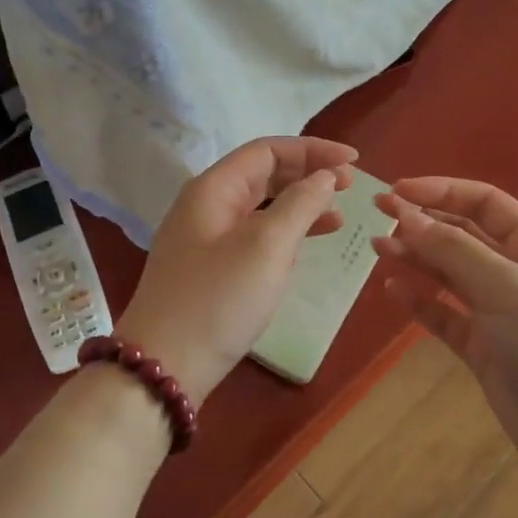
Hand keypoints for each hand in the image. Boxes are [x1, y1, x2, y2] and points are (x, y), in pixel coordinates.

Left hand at [116, 137, 358, 403]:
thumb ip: (299, 204)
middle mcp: (207, 205)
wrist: (164, 367)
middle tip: (350, 186)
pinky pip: (254, 235)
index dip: (313, 150)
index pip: (268, 151)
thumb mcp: (266, 246)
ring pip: (261, 206)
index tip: (353, 162)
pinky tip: (306, 247)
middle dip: (308, 175)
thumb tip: (323, 176)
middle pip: (264, 174)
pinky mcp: (211, 268)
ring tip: (338, 217)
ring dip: (300, 205)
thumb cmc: (218, 300)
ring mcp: (206, 238)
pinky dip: (284, 234)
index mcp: (214, 188)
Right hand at [372, 177, 517, 480]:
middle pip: (463, 235)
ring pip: (450, 274)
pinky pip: (445, 314)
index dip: (440, 192)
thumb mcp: (507, 287)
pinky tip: (393, 289)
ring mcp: (500, 312)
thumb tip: (405, 214)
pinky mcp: (484, 348)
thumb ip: (454, 250)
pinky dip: (420, 301)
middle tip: (377, 215)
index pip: (484, 203)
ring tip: (377, 248)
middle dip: (422, 222)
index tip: (396, 191)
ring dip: (416, 258)